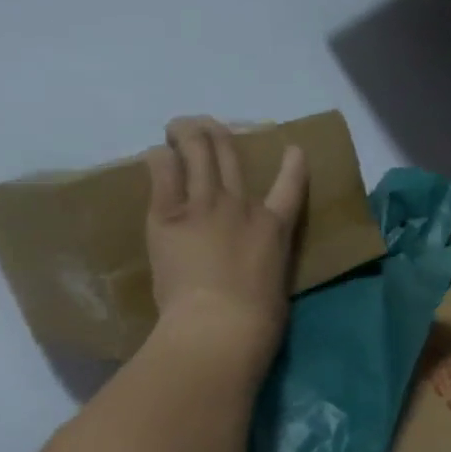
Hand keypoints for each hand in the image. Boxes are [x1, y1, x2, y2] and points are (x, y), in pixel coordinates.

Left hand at [145, 117, 306, 363]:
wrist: (221, 323)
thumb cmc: (257, 319)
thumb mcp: (275, 284)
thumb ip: (264, 263)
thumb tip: (252, 267)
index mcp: (275, 228)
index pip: (291, 186)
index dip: (293, 164)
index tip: (293, 149)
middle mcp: (242, 206)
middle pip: (230, 155)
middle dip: (216, 134)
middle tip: (206, 129)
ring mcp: (205, 205)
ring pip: (196, 149)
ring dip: (186, 132)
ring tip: (177, 129)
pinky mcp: (169, 213)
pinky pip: (163, 169)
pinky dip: (160, 157)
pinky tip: (157, 156)